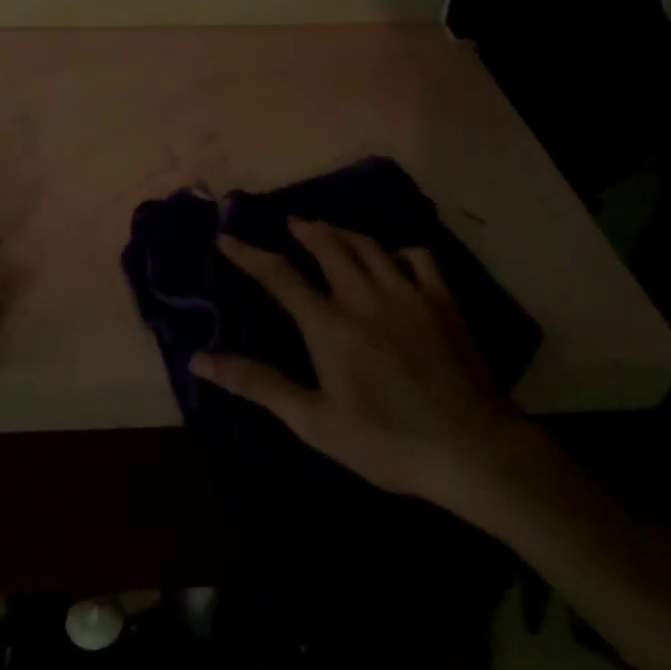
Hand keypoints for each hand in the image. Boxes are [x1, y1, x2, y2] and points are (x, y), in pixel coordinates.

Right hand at [190, 219, 532, 510]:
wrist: (470, 448)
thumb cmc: (385, 441)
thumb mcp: (313, 421)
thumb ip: (258, 384)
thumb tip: (200, 359)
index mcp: (329, 325)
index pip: (279, 276)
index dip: (249, 255)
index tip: (226, 238)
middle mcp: (364, 297)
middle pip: (328, 246)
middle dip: (303, 229)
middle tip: (288, 222)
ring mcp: (408, 294)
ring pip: (369, 246)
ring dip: (343, 232)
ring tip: (328, 229)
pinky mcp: (443, 302)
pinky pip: (419, 258)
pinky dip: (399, 251)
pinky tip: (394, 260)